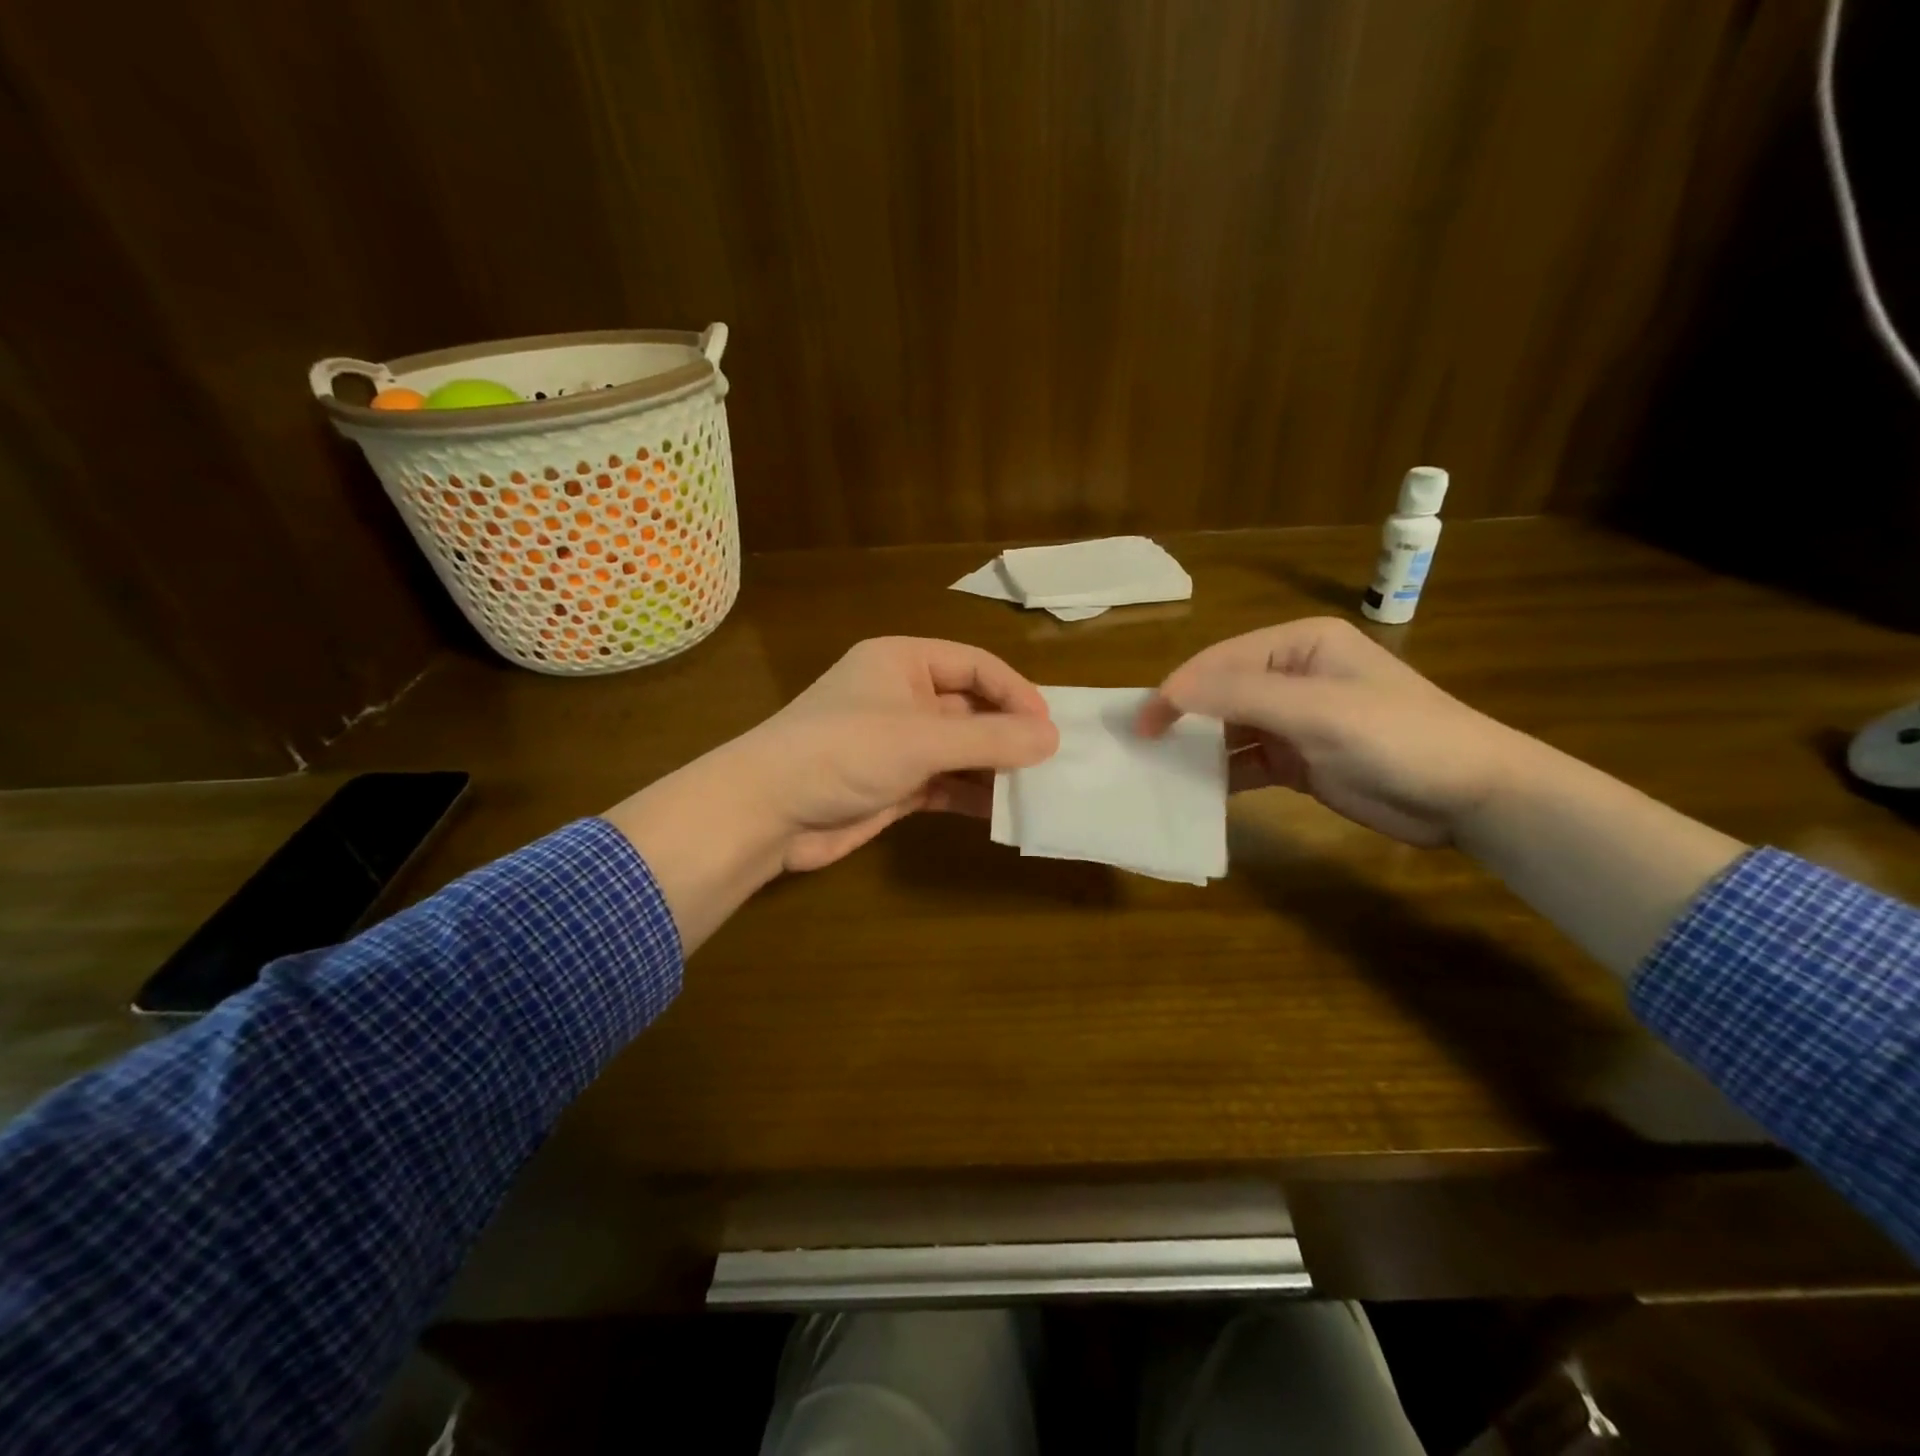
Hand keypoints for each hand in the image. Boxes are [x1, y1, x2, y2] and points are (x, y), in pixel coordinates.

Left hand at [605, 637, 1057, 952]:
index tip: (1050, 727)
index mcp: (903, 662)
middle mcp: (901, 696)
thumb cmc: (845, 751)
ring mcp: (896, 742)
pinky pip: (945, 783)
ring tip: (1037, 790)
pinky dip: (971, 795)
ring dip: (994, 768)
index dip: (1016, 692)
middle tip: (1053, 762)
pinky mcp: (893, 784)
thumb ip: (990, 739)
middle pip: (970, 708)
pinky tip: (1003, 812)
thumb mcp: (923, 739)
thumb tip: (1052, 738)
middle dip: (1008, 734)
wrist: (768, 811)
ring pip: (960, 749)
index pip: (975, 665)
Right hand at [1137, 617, 1522, 846]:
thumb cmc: (1398, 737)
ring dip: (1198, 748)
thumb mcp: (1318, 711)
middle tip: (1143, 746)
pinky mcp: (1298, 759)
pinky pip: (1246, 762)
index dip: (1178, 689)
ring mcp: (1295, 720)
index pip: (1222, 660)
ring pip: (1229, 729)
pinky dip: (1222, 775)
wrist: (1470, 797)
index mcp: (1299, 644)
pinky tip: (1198, 791)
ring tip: (1160, 769)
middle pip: (1220, 692)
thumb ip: (1241, 696)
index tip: (1142, 725)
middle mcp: (1292, 675)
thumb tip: (1168, 691)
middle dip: (1183, 717)